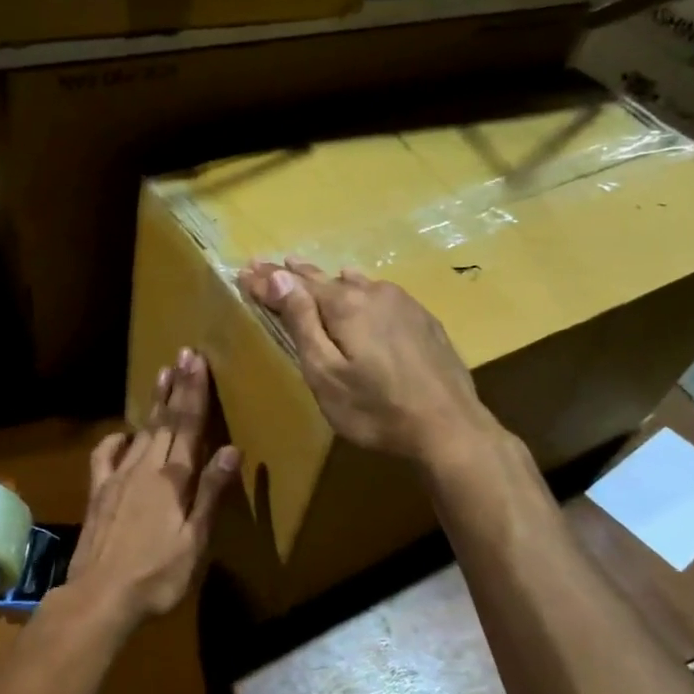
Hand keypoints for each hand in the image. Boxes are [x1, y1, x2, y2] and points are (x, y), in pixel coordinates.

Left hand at [60, 348, 238, 626]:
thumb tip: (230, 448)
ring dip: (153, 403)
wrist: (100, 595)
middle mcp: (146, 468)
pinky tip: (122, 433)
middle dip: (176, 386)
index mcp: (173, 479)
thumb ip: (211, 493)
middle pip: (165, 421)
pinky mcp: (98, 492)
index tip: (197, 361)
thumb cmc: (158, 575)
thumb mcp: (195, 540)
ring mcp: (118, 477)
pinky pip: (106, 456)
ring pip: (141, 431)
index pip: (189, 426)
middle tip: (183, 354)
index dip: (194, 392)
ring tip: (162, 375)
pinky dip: (115, 440)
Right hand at [238, 260, 503, 466]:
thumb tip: (278, 276)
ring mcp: (403, 304)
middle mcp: (374, 292)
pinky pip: (379, 294)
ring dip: (327, 281)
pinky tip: (358, 290)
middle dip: (293, 275)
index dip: (268, 278)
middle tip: (269, 265)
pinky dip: (358, 291)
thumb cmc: (375, 409)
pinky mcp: (423, 319)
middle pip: (324, 279)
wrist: (449, 428)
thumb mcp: (325, 373)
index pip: (295, 283)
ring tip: (307, 273)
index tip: (244, 270)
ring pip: (355, 284)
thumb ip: (302, 322)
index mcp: (345, 305)